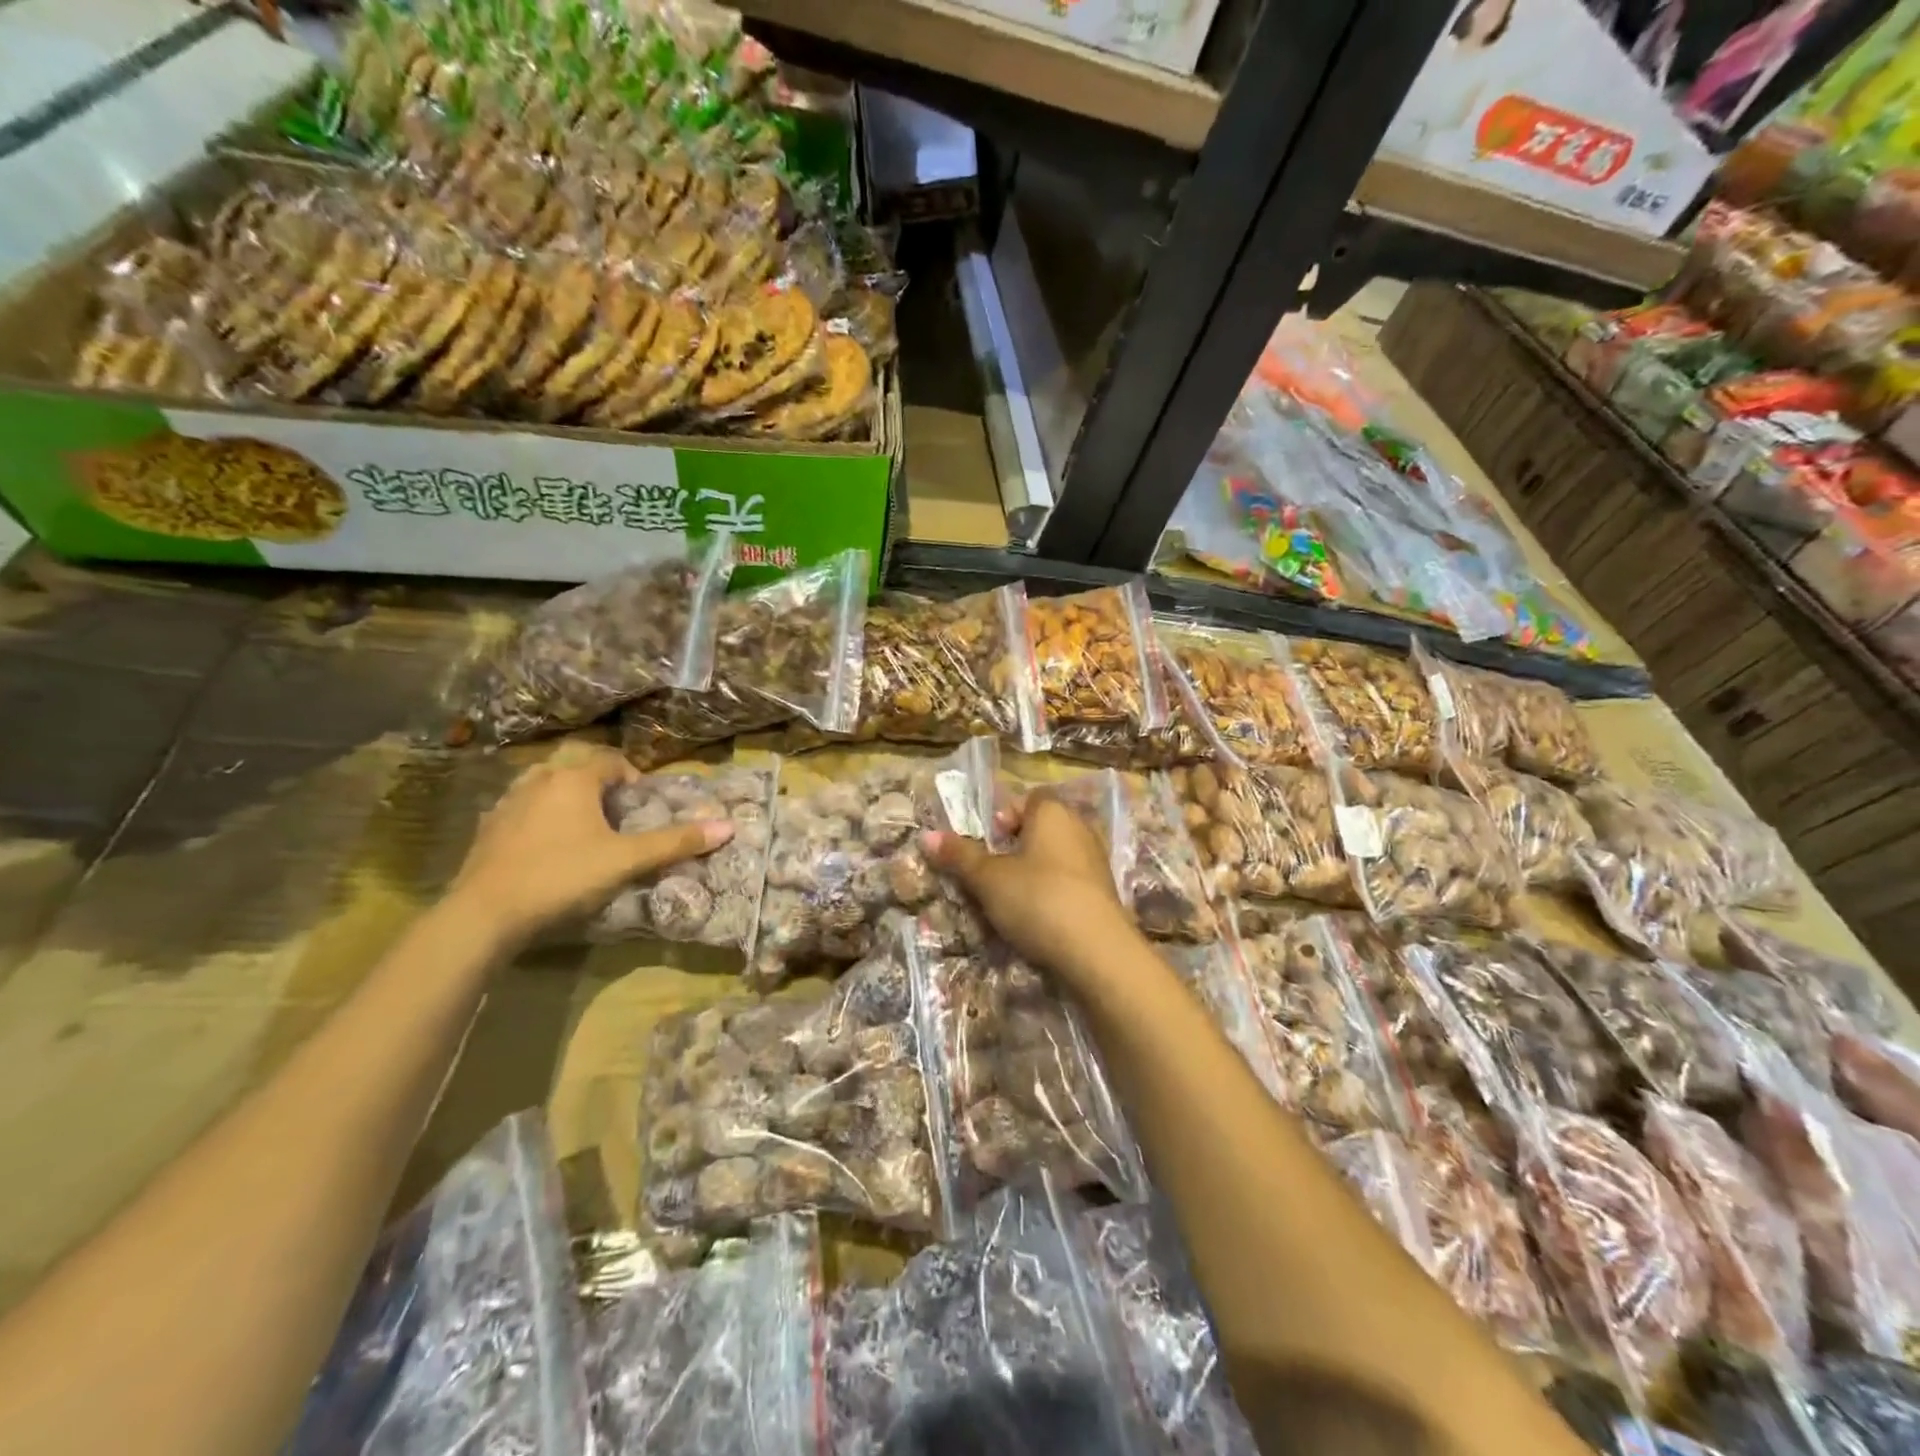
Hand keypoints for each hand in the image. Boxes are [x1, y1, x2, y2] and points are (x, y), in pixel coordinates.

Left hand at [450, 746, 731, 941]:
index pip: (609, 760)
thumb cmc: (563, 876)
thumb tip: (728, 826)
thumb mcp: (627, 860)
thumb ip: (676, 842)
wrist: (484, 915)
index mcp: (573, 779)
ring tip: (582, 830)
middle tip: (615, 816)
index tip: (641, 805)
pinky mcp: (485, 829)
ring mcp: (506, 803)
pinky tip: (546, 849)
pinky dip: (538, 818)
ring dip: (566, 799)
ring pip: (544, 786)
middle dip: (598, 785)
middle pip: (575, 768)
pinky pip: (521, 810)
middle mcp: (538, 780)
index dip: (631, 777)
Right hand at [922, 791, 1134, 980]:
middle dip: (1014, 847)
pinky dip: (1051, 893)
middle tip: (991, 872)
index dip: (1004, 816)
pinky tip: (1036, 918)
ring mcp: (1096, 861)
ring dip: (1032, 873)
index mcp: (1053, 812)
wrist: (1097, 951)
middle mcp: (1079, 828)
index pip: (1028, 799)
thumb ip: (959, 856)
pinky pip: (1069, 882)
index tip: (986, 841)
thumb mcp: (989, 879)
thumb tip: (927, 836)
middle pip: (1040, 828)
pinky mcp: (1104, 893)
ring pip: (1054, 857)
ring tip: (1008, 899)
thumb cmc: (1037, 899)